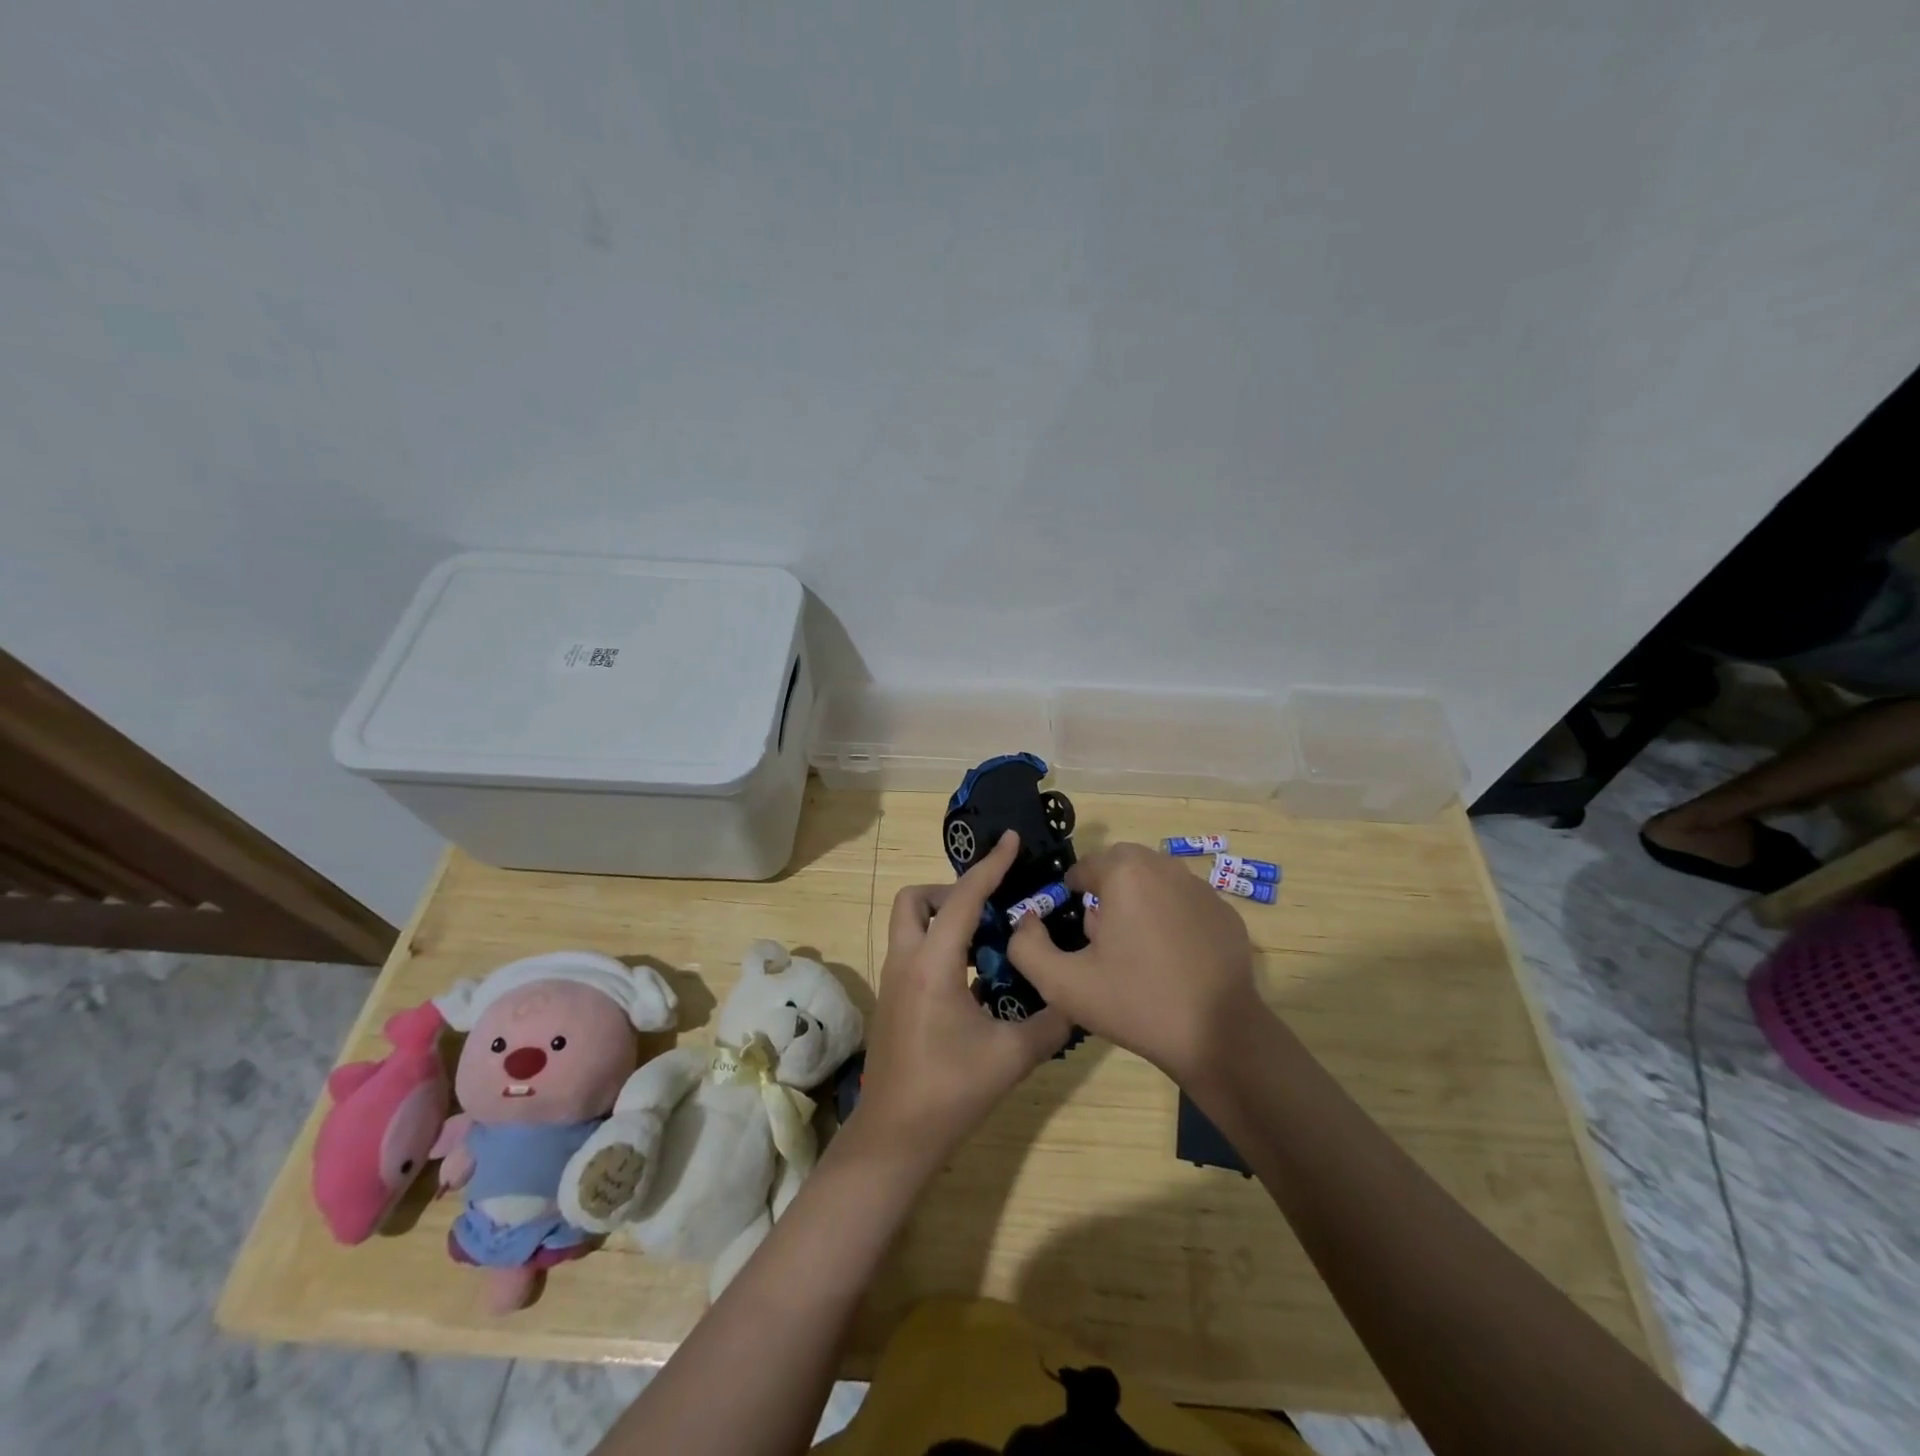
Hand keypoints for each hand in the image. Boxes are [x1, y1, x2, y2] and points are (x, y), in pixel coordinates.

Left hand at [852, 830, 1072, 1167]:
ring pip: (910, 924)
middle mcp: (906, 960)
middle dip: (952, 891)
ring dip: (945, 917)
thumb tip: (1077, 1000)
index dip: (991, 866)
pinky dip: (940, 943)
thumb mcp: (1012, 1056)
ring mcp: (893, 979)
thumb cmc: (950, 1091)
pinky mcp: (892, 998)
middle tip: (991, 910)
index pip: (964, 898)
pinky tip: (974, 975)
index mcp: (933, 963)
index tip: (1012, 841)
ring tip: (989, 940)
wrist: (894, 1137)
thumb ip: (1052, 1021)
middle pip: (916, 899)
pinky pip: (914, 949)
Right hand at [1009, 842, 1261, 1084]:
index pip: (1086, 865)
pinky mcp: (1226, 914)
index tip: (1073, 926)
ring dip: (1140, 903)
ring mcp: (1202, 890)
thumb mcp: (1062, 984)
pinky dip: (1173, 920)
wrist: (1217, 1037)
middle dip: (1107, 893)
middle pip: (1123, 867)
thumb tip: (1027, 922)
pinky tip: (1172, 962)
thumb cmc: (1135, 1003)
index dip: (1072, 892)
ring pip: (1156, 882)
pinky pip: (1186, 904)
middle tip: (1102, 938)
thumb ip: (1027, 947)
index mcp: (1126, 873)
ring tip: (1136, 952)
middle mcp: (1166, 868)